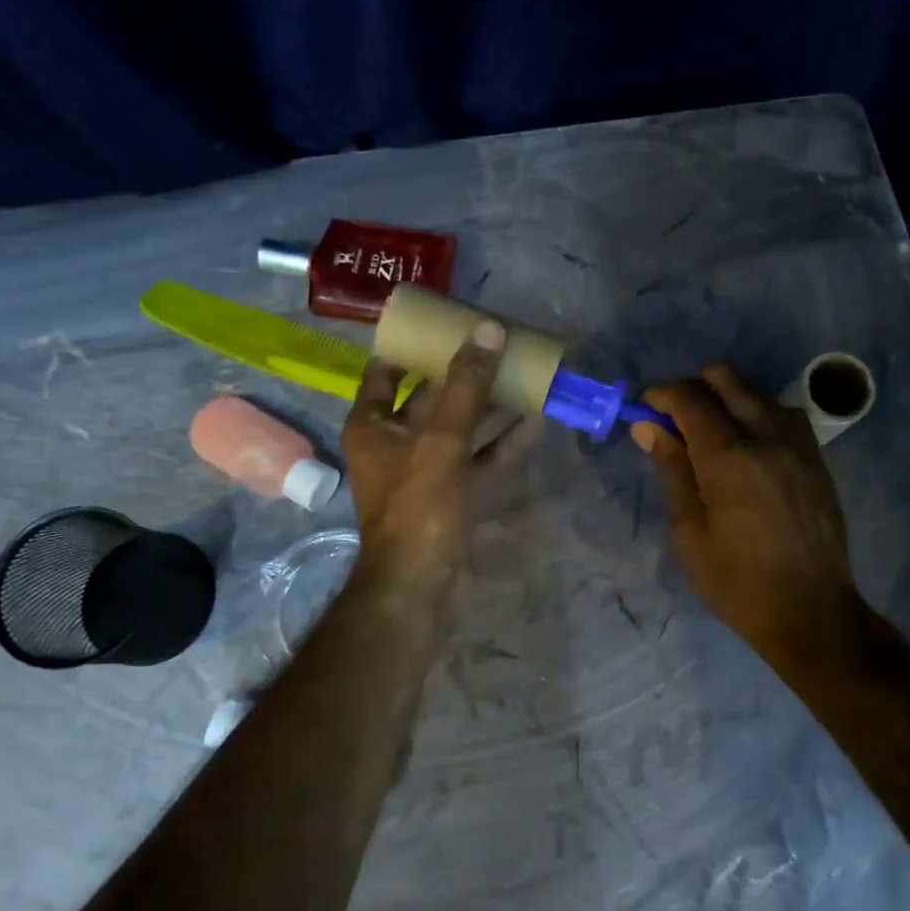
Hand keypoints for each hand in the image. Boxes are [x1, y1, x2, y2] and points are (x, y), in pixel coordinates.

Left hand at [341, 319, 512, 608]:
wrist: (420, 587)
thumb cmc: (418, 506)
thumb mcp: (441, 440)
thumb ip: (467, 387)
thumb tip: (489, 330)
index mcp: (373, 425)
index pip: (384, 372)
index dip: (410, 346)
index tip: (442, 323)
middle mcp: (396, 444)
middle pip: (429, 397)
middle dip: (462, 373)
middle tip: (495, 342)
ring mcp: (427, 473)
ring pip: (461, 429)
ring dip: (490, 406)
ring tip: (523, 374)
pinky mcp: (454, 497)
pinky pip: (480, 460)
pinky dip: (504, 443)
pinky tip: (536, 420)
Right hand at [632, 365, 864, 657]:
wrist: (812, 612)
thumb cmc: (736, 582)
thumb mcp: (688, 533)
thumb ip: (671, 471)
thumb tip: (648, 427)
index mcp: (729, 458)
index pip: (690, 399)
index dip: (661, 394)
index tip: (644, 406)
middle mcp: (767, 437)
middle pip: (727, 379)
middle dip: (694, 386)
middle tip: (675, 418)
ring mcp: (798, 445)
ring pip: (757, 393)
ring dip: (728, 399)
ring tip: (711, 435)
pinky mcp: (817, 459)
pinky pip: (783, 415)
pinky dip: (757, 415)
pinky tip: (748, 449)